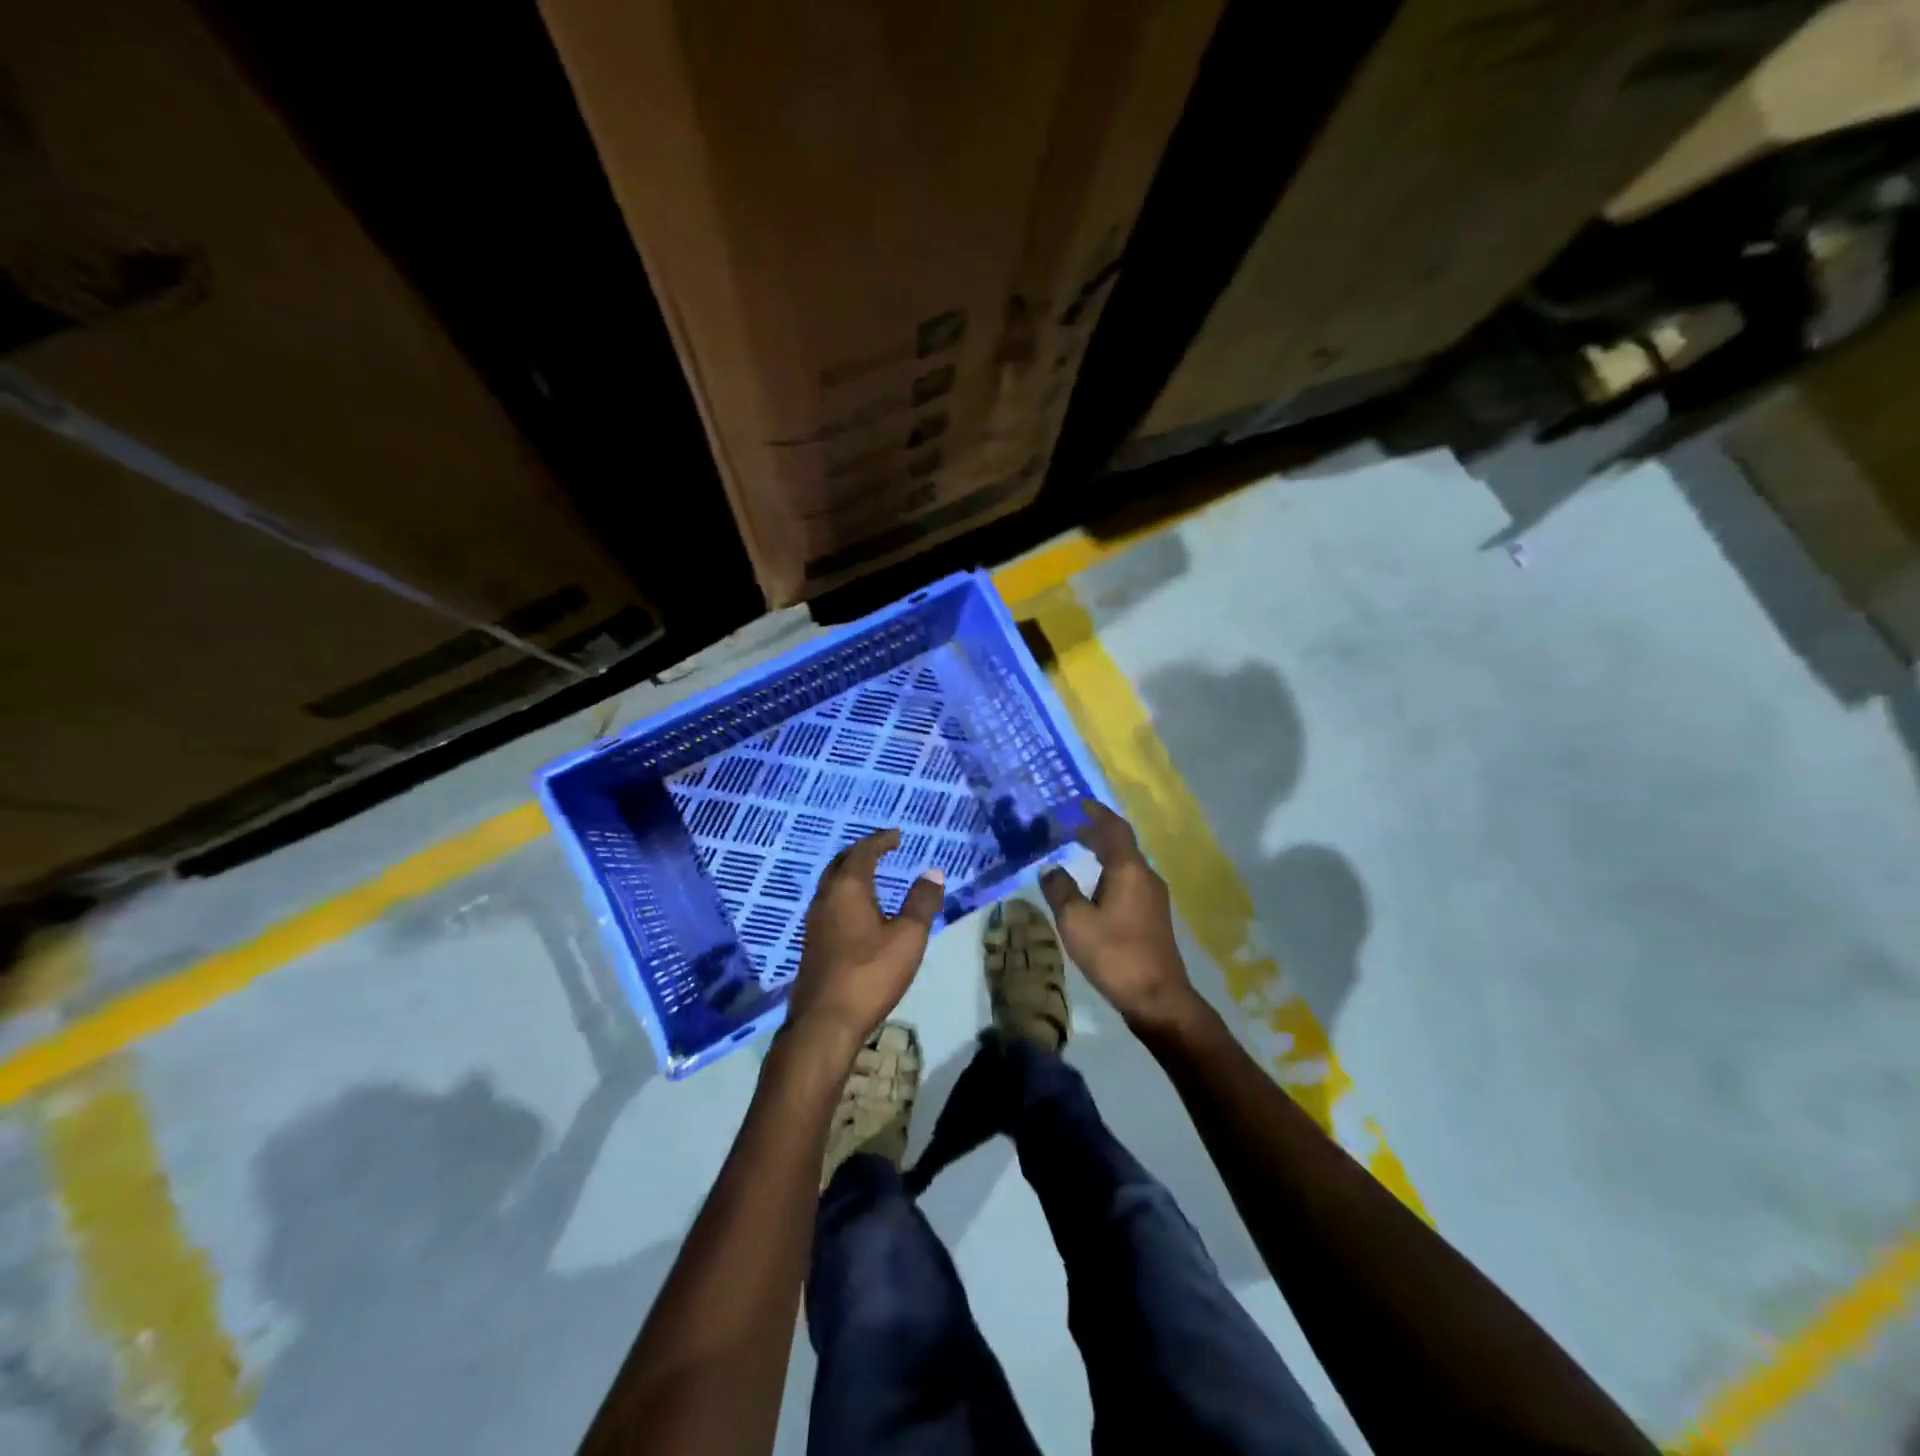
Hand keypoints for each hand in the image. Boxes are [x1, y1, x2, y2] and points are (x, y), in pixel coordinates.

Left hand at [786, 829, 942, 1052]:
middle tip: (882, 849)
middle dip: (861, 852)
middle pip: (841, 863)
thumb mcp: (908, 937)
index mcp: (848, 888)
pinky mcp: (811, 943)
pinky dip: (845, 894)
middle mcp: (825, 898)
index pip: (863, 852)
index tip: (896, 835)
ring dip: (850, 873)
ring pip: (831, 884)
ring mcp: (814, 921)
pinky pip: (829, 903)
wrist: (825, 1022)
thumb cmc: (870, 974)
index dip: (881, 841)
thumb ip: (921, 902)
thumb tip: (932, 872)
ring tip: (872, 876)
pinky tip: (857, 911)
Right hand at [1040, 799, 1197, 1031]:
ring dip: (1103, 854)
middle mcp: (1146, 876)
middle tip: (1069, 828)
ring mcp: (1153, 898)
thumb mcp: (1075, 921)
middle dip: (1096, 833)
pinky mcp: (1153, 917)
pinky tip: (1094, 887)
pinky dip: (1109, 873)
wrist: (1157, 997)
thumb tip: (1051, 868)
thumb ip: (1060, 890)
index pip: (1114, 829)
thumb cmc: (1114, 953)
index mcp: (1129, 870)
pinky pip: (1129, 881)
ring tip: (1078, 853)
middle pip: (1121, 844)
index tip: (1078, 803)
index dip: (1096, 813)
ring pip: (1126, 864)